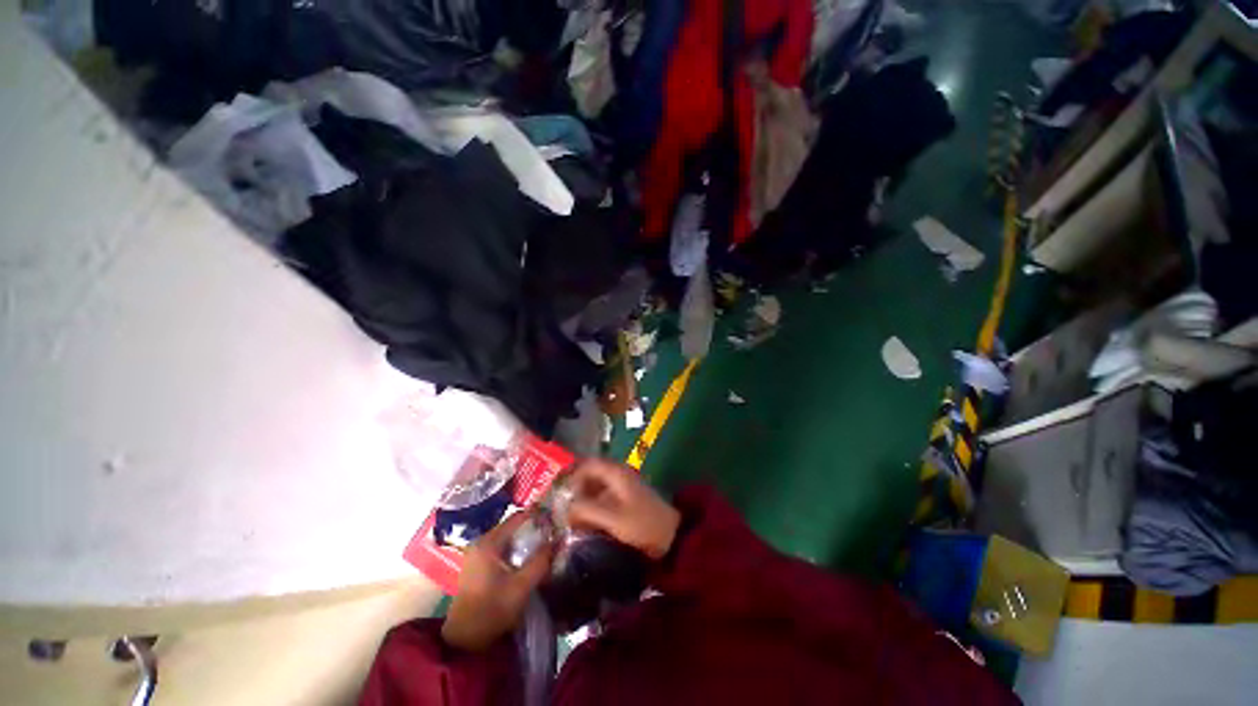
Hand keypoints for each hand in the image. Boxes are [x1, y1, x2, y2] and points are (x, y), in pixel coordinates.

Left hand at [442, 510, 554, 650]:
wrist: (462, 641)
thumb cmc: (492, 610)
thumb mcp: (522, 587)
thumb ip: (541, 561)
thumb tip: (557, 540)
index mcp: (489, 542)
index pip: (518, 517)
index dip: (538, 515)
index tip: (555, 518)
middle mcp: (481, 542)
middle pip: (513, 526)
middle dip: (534, 528)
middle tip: (553, 533)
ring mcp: (477, 553)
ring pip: (508, 537)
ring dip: (525, 539)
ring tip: (544, 544)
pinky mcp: (477, 565)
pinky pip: (501, 548)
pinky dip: (516, 549)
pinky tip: (527, 559)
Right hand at [565, 459, 680, 558]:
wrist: (671, 536)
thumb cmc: (642, 524)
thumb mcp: (612, 518)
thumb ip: (586, 510)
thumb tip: (565, 508)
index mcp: (616, 472)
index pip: (588, 464)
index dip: (572, 476)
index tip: (560, 495)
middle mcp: (619, 473)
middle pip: (591, 474)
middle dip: (576, 489)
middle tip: (562, 506)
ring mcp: (624, 485)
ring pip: (597, 485)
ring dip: (584, 498)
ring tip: (571, 516)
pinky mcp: (626, 498)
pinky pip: (604, 496)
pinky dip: (593, 505)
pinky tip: (586, 521)